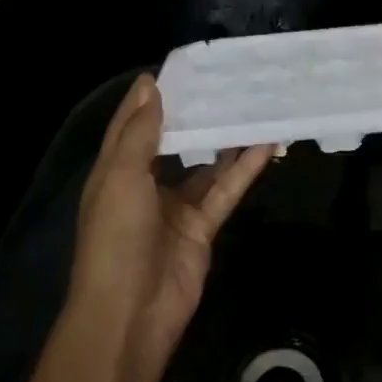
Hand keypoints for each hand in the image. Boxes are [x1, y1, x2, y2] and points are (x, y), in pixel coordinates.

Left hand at [68, 73, 272, 381]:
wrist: (131, 314)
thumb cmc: (116, 239)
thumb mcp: (120, 178)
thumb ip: (139, 133)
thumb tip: (150, 84)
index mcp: (116, 171)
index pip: (132, 124)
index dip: (151, 96)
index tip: (180, 67)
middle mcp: (145, 184)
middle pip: (174, 140)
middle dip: (196, 113)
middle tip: (227, 80)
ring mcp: (176, 206)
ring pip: (207, 163)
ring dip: (227, 139)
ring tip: (254, 106)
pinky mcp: (203, 226)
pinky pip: (226, 189)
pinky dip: (244, 168)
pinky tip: (266, 144)